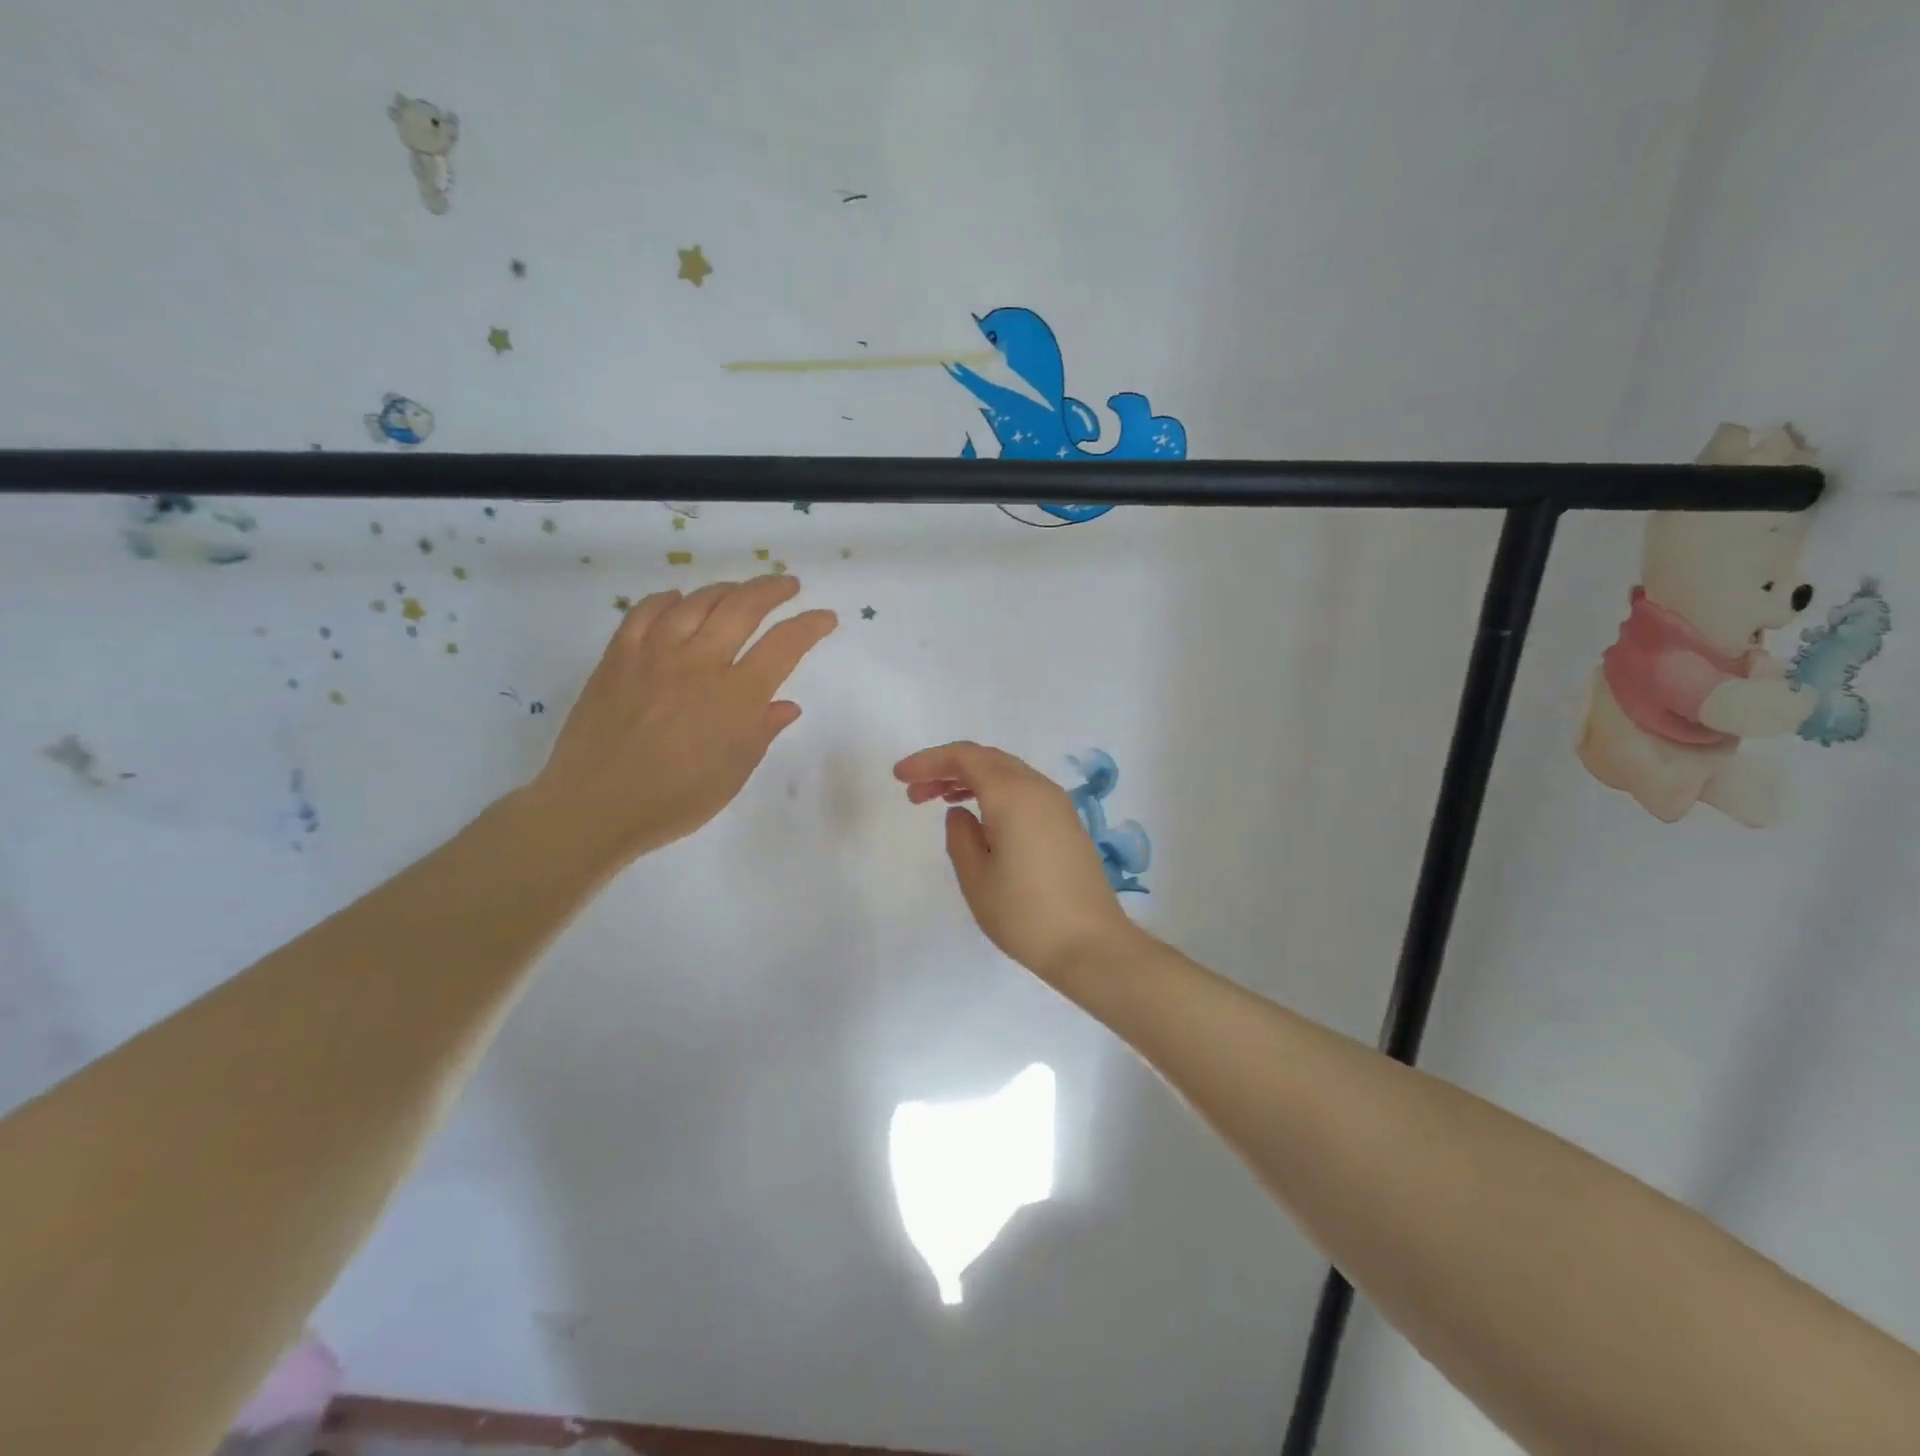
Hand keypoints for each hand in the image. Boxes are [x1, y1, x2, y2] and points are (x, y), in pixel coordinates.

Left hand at [526, 576, 836, 863]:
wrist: (595, 805)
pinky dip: (666, 600)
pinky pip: (645, 612)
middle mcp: (699, 663)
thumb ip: (761, 731)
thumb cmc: (675, 799)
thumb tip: (786, 705)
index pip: (784, 645)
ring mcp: (655, 654)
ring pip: (696, 602)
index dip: (810, 626)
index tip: (825, 617)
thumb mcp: (733, 773)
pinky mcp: (618, 657)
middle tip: (787, 585)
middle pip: (743, 607)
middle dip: (772, 590)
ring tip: (739, 591)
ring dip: (725, 589)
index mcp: (736, 696)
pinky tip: (677, 600)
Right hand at [894, 741, 1143, 981]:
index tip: (900, 776)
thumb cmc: (1025, 914)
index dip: (929, 761)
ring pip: (1007, 774)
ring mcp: (1058, 805)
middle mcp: (1038, 789)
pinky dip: (995, 793)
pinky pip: (1024, 791)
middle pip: (987, 760)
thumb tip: (961, 813)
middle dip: (947, 769)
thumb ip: (960, 836)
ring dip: (971, 780)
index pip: (965, 758)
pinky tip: (978, 817)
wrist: (1092, 946)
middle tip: (914, 792)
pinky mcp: (1067, 824)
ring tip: (939, 801)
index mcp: (1013, 795)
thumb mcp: (976, 878)